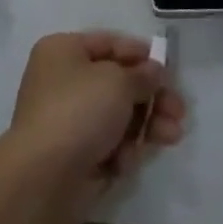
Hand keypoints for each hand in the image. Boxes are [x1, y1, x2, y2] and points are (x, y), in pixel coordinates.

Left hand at [5, 32, 185, 223]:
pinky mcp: (76, 156)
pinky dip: (122, 151)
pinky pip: (108, 145)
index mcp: (64, 51)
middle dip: (151, 97)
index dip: (140, 54)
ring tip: (172, 135)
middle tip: (178, 110)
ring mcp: (69, 120)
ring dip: (146, 125)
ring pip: (118, 116)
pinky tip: (126, 161)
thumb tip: (154, 71)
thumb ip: (142, 75)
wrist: (43, 179)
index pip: (109, 44)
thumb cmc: (79, 111)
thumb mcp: (118, 82)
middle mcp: (63, 81)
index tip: (168, 68)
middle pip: (118, 83)